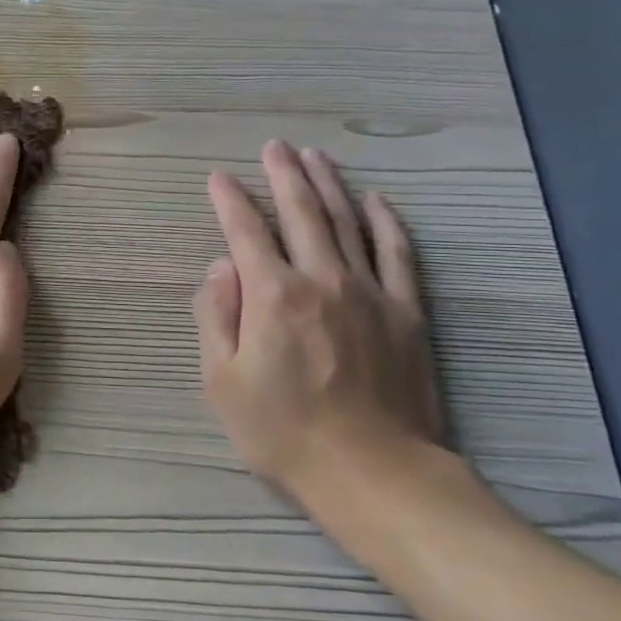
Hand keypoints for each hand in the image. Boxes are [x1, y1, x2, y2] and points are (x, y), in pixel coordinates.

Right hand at [194, 141, 442, 494]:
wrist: (373, 474)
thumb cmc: (283, 432)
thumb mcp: (222, 382)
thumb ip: (214, 316)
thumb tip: (221, 266)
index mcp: (272, 295)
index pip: (245, 232)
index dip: (229, 201)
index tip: (217, 178)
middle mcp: (322, 279)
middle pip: (300, 213)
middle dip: (283, 175)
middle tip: (274, 146)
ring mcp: (370, 292)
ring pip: (347, 223)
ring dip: (328, 185)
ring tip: (315, 156)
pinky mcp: (406, 312)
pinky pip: (398, 254)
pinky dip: (386, 223)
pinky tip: (376, 201)